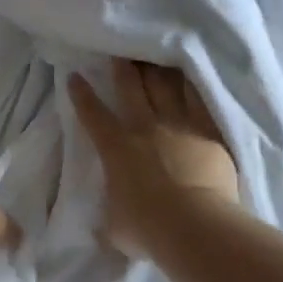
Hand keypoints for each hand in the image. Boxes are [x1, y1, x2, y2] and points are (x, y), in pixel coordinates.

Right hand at [69, 60, 240, 257]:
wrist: (193, 225)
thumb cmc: (147, 229)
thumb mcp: (116, 229)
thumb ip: (110, 221)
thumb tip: (103, 227)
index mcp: (116, 148)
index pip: (93, 115)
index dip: (82, 94)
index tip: (75, 76)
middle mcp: (144, 128)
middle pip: (131, 88)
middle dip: (122, 68)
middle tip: (120, 52)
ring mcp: (177, 125)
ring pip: (165, 87)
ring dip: (157, 70)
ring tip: (155, 55)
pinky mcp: (207, 130)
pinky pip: (199, 100)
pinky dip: (193, 85)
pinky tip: (191, 73)